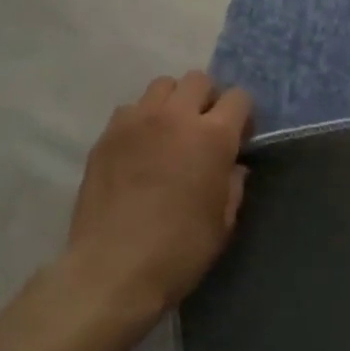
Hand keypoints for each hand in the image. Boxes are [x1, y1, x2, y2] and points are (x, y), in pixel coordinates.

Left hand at [66, 71, 252, 319]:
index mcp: (213, 136)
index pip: (239, 97)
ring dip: (173, 102)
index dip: (242, 116)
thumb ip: (233, 184)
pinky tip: (139, 149)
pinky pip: (130, 109)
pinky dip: (141, 119)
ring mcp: (137, 121)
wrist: (112, 270)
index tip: (238, 139)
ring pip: (162, 85)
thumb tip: (232, 166)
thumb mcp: (224, 223)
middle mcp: (176, 116)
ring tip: (169, 133)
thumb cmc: (179, 251)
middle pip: (198, 79)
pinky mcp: (107, 135)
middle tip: (203, 130)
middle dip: (207, 99)